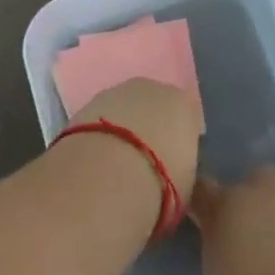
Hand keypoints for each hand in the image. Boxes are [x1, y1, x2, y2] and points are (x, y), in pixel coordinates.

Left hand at [66, 78, 200, 205]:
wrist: (106, 175)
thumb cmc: (160, 183)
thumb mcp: (185, 185)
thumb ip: (182, 168)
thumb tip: (174, 170)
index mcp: (183, 104)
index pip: (188, 117)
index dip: (180, 141)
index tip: (175, 164)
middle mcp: (152, 89)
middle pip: (155, 107)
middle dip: (152, 129)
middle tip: (145, 163)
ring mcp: (117, 92)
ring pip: (125, 110)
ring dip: (123, 130)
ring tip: (116, 166)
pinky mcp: (86, 104)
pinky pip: (101, 119)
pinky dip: (100, 135)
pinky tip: (96, 161)